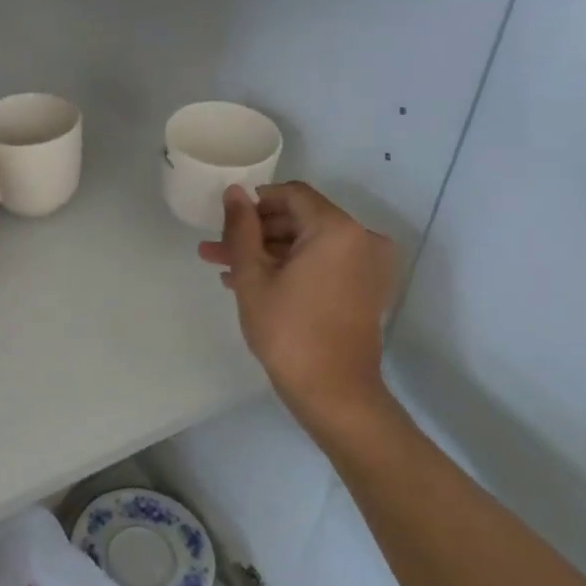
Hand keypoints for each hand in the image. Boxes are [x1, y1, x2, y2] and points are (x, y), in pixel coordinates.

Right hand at [197, 182, 397, 428]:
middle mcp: (361, 239)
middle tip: (218, 248)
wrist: (334, 393)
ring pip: (308, 244)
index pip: (292, 194)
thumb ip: (241, 228)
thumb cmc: (288, 330)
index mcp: (337, 229)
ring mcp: (367, 265)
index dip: (256, 202)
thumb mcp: (252, 276)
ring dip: (268, 253)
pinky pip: (323, 264)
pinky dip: (292, 268)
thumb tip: (234, 192)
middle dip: (256, 232)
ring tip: (224, 269)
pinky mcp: (365, 288)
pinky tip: (252, 283)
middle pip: (300, 219)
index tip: (227, 221)